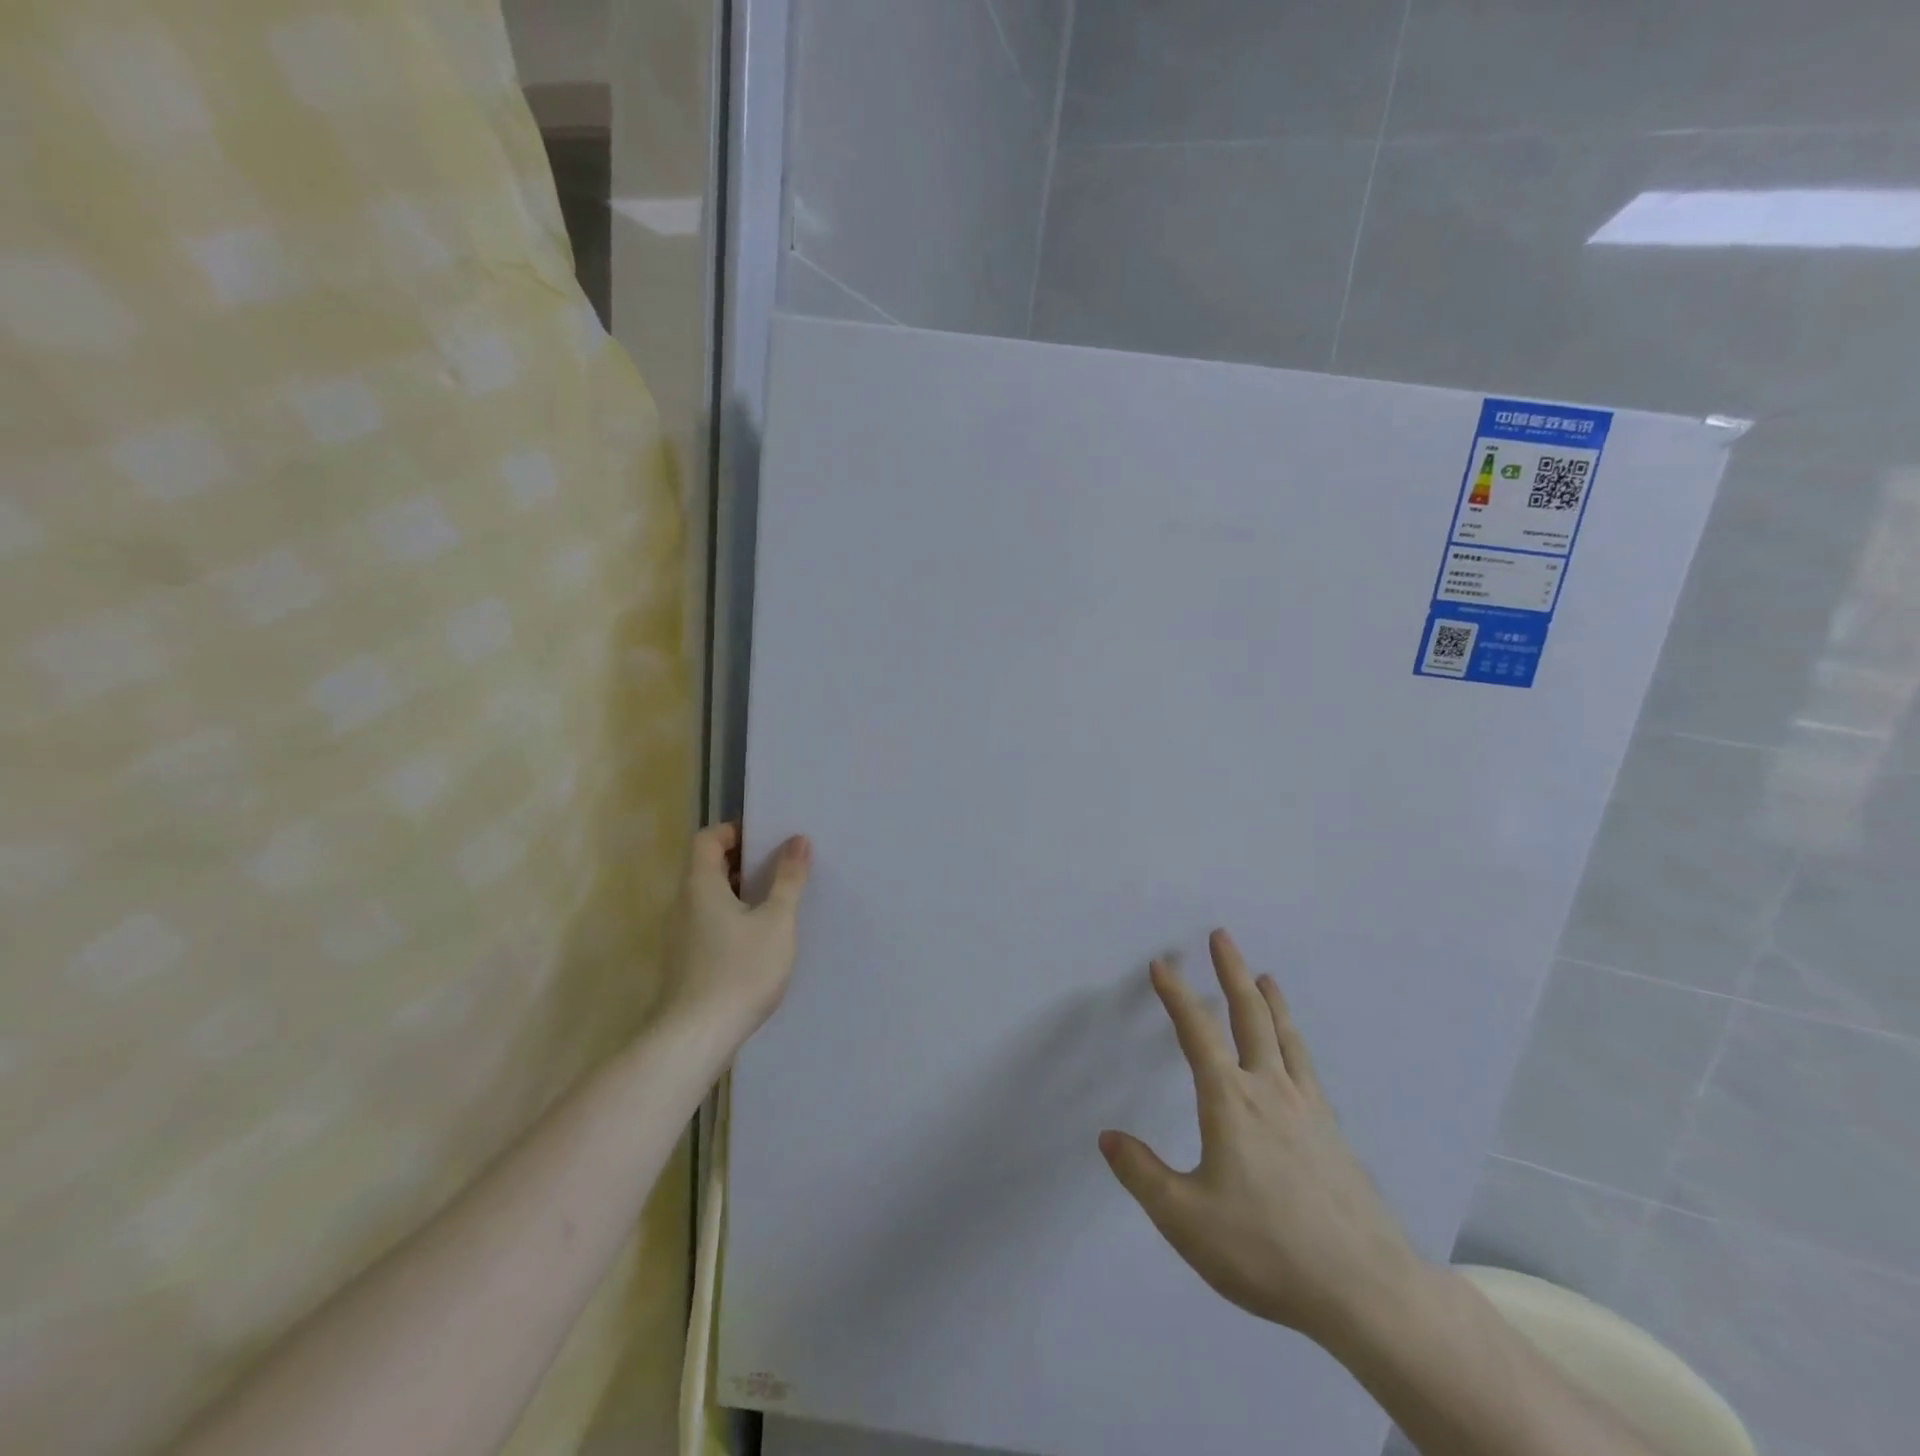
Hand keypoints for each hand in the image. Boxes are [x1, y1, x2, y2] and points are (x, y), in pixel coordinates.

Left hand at [657, 823, 810, 1051]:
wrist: (696, 1038)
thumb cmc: (740, 970)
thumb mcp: (776, 921)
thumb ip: (788, 879)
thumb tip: (797, 841)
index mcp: (701, 885)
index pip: (707, 839)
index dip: (734, 831)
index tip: (767, 838)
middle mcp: (684, 904)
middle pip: (708, 867)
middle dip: (744, 861)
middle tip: (781, 866)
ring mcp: (681, 935)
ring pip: (710, 897)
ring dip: (741, 892)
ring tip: (777, 900)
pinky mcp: (686, 961)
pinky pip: (709, 922)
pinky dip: (734, 917)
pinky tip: (761, 937)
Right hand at [1099, 931, 1425, 1349]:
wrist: (1366, 1290)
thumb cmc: (1266, 1249)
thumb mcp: (1185, 1219)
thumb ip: (1142, 1175)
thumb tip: (1107, 1137)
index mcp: (1230, 1101)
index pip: (1196, 1032)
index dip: (1176, 994)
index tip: (1161, 963)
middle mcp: (1270, 1090)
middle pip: (1249, 1015)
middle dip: (1231, 972)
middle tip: (1222, 936)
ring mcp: (1308, 1108)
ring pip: (1285, 1036)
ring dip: (1269, 1000)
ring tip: (1265, 976)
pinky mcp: (1334, 1133)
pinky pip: (1307, 1067)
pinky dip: (1294, 1040)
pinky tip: (1295, 1051)